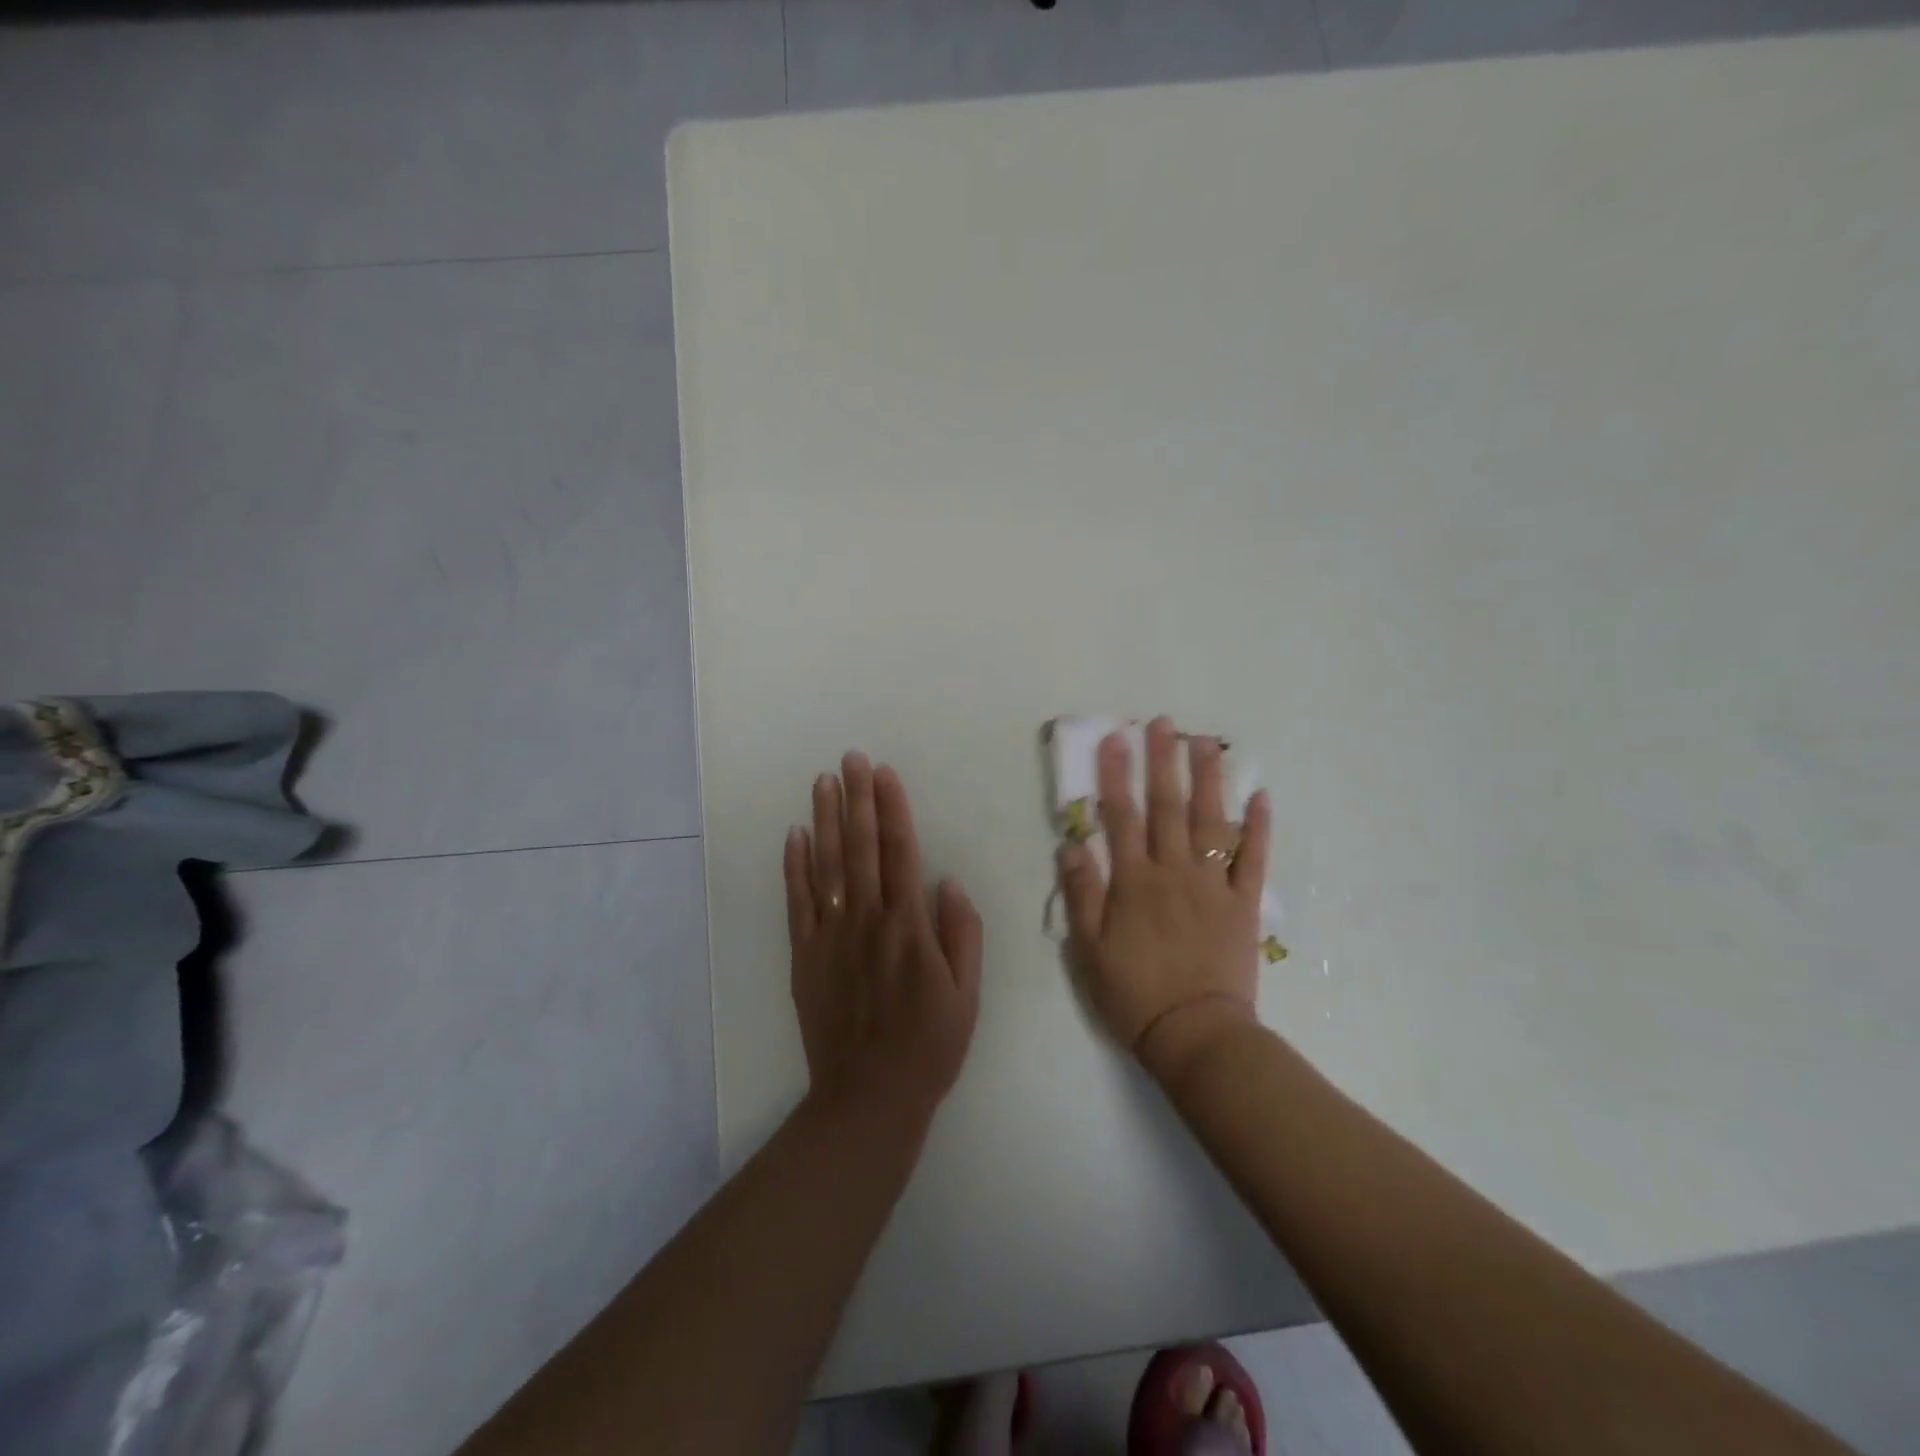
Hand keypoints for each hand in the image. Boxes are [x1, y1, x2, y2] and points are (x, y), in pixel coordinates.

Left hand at [785, 752, 983, 1127]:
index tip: (883, 773)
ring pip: (827, 866)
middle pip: (860, 848)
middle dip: (856, 799)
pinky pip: (798, 903)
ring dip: (825, 820)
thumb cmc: (928, 1045)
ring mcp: (831, 936)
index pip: (900, 853)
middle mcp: (868, 920)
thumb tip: (946, 882)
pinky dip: (795, 867)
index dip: (892, 809)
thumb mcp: (967, 995)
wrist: (869, 1096)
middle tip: (849, 759)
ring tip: (823, 783)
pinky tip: (795, 836)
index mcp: (909, 927)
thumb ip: (962, 934)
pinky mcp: (805, 956)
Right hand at [1058, 717, 1271, 1082]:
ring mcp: (1213, 885)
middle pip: (1168, 807)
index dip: (1116, 775)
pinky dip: (1259, 828)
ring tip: (1206, 744)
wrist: (1195, 1034)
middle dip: (1163, 762)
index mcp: (1134, 881)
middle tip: (1164, 724)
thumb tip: (1072, 844)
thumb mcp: (1089, 949)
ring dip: (1208, 780)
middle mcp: (1174, 871)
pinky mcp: (1243, 904)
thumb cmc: (1133, 993)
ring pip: (1212, 821)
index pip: (1122, 816)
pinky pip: (1254, 859)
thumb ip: (1082, 894)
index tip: (1115, 738)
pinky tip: (1261, 797)